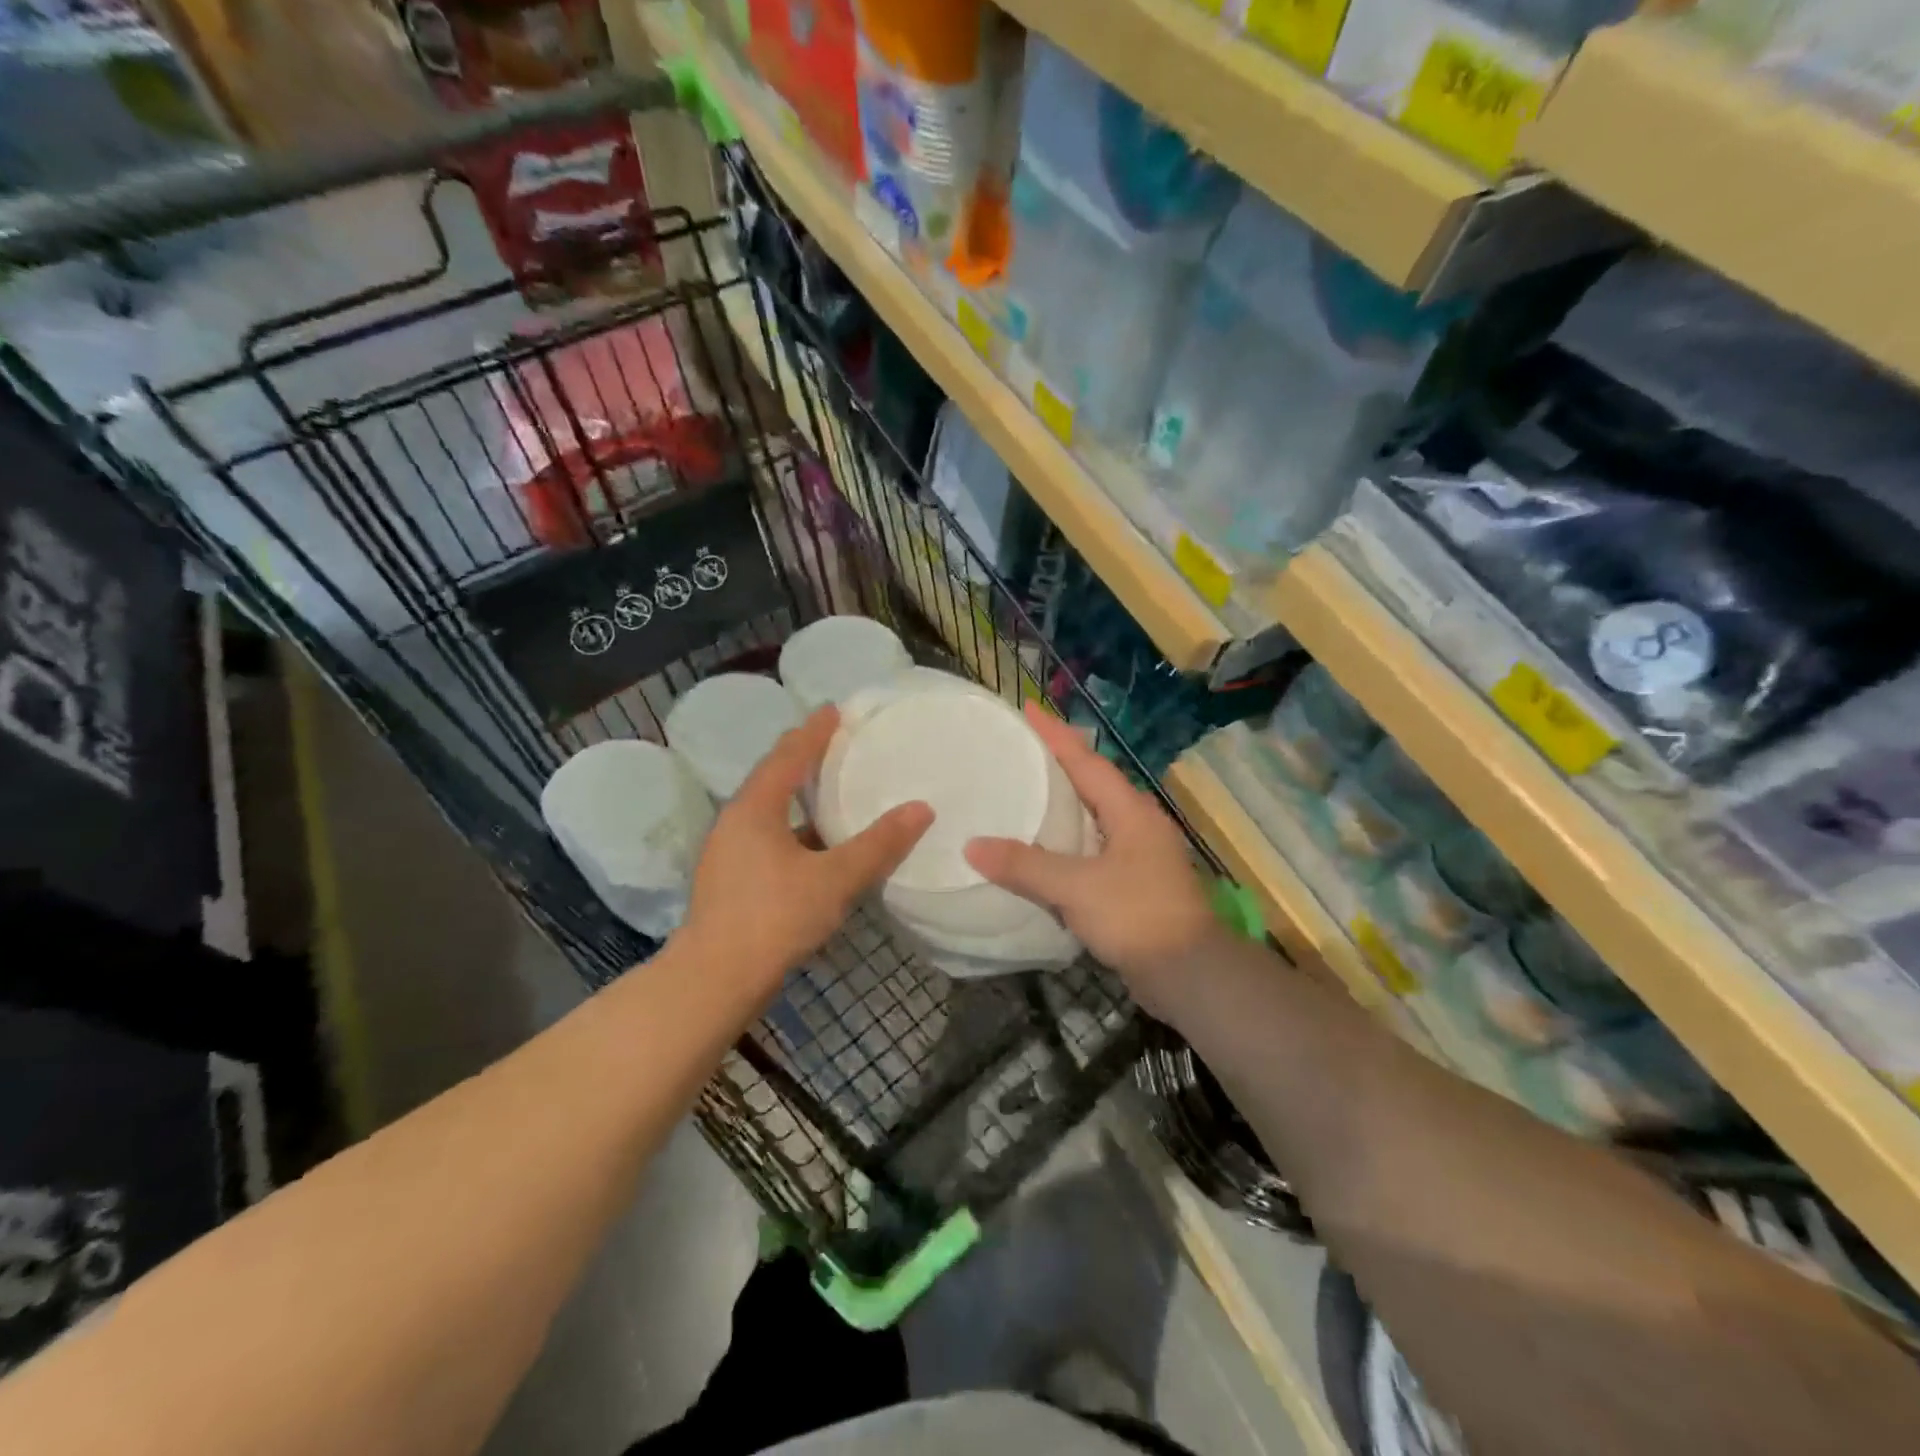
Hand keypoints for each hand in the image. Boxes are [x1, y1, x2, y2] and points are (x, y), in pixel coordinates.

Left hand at [684, 705, 932, 991]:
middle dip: (805, 758)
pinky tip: (821, 845)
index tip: (836, 710)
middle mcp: (736, 821)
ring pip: (771, 810)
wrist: (714, 981)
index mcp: (755, 808)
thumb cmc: (773, 919)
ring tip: (835, 789)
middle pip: (775, 777)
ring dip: (800, 796)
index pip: (788, 755)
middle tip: (839, 743)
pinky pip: (769, 836)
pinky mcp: (732, 879)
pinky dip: (796, 829)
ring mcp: (729, 852)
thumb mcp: (834, 879)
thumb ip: (878, 845)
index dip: (814, 731)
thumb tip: (921, 809)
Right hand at [965, 704, 1219, 1019]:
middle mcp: (1138, 824)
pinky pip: (1095, 848)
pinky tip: (1046, 850)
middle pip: (1093, 782)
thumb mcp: (1076, 888)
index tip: (1028, 708)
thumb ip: (1025, 866)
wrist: (1189, 973)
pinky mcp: (1136, 883)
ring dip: (1064, 802)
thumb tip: (973, 846)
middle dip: (1059, 763)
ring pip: (1095, 816)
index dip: (1056, 734)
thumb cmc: (1137, 915)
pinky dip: (1069, 840)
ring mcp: (1141, 854)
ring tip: (1026, 792)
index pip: (1086, 761)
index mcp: (1130, 811)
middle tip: (1019, 750)